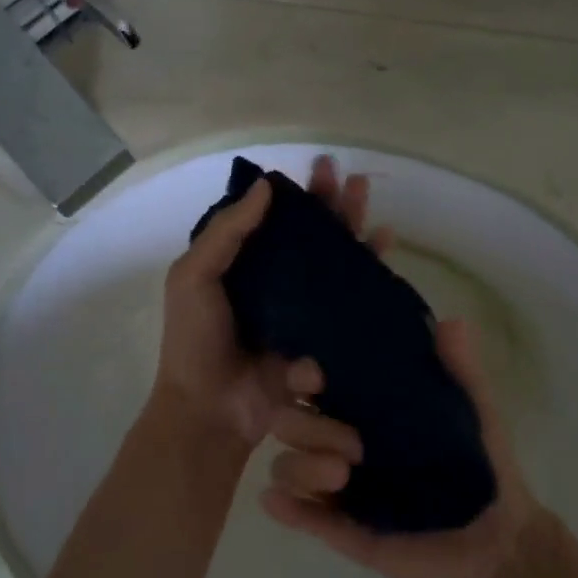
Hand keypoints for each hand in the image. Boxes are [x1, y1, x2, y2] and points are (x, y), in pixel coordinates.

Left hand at [152, 155, 392, 448]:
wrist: (211, 408)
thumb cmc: (195, 340)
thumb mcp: (193, 277)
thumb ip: (226, 233)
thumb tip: (263, 186)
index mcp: (240, 266)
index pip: (276, 220)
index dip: (299, 195)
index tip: (321, 169)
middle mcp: (274, 283)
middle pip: (311, 237)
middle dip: (333, 206)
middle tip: (353, 178)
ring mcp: (300, 310)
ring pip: (334, 263)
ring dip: (354, 231)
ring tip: (370, 204)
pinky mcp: (321, 336)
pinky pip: (349, 301)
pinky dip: (368, 272)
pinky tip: (384, 245)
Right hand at [260, 316, 554, 577]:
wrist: (498, 542)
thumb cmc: (483, 469)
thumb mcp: (477, 414)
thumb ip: (463, 371)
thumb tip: (453, 322)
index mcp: (367, 412)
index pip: (315, 385)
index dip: (302, 375)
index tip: (316, 376)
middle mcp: (342, 443)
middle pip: (290, 422)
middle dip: (308, 428)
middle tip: (356, 446)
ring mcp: (338, 487)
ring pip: (287, 465)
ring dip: (301, 466)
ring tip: (341, 477)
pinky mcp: (340, 529)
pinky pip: (300, 515)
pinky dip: (283, 507)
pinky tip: (276, 501)